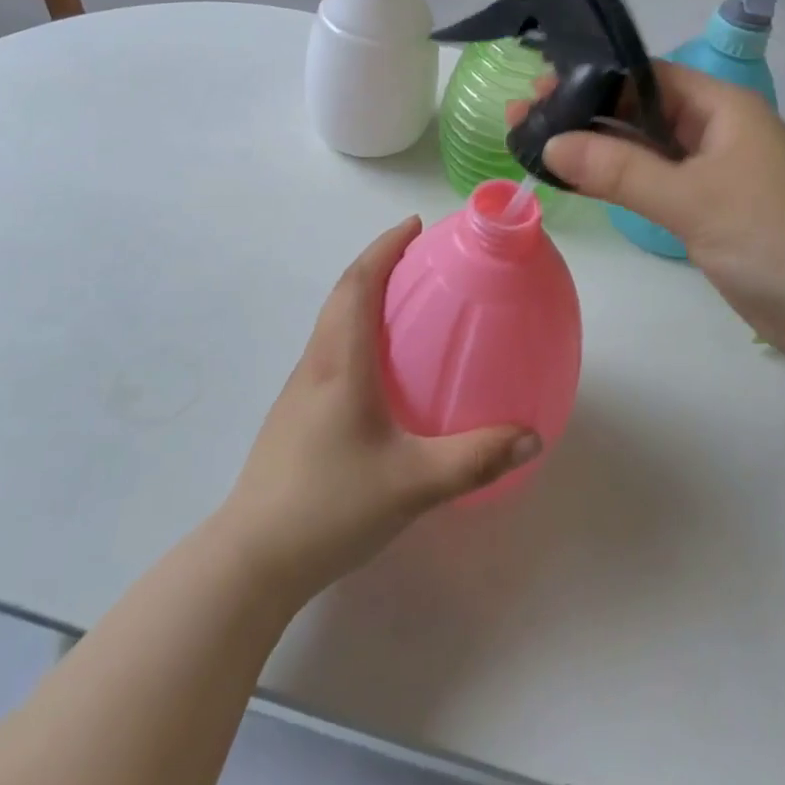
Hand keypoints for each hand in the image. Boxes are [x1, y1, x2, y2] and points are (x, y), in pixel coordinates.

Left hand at [214, 219, 541, 603]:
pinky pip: (330, 349)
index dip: (385, 248)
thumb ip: (474, 458)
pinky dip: (355, 329)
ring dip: (363, 294)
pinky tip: (380, 366)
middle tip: (417, 255)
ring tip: (404, 299)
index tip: (414, 225)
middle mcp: (316, 364)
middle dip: (377, 262)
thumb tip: (532, 436)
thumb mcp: (412, 483)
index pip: (359, 284)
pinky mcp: (295, 414)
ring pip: (332, 321)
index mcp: (340, 362)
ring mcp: (300, 389)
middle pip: (342, 293)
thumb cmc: (329, 506)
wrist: (252, 558)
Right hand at [542, 63, 784, 363]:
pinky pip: (651, 182)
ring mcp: (709, 171)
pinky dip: (615, 180)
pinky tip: (575, 179)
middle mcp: (713, 130)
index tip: (540, 87)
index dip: (593, 77)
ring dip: (594, 148)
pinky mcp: (705, 208)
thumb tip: (551, 143)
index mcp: (720, 106)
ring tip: (534, 143)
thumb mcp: (693, 198)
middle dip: (584, 113)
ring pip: (641, 149)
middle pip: (638, 110)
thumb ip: (620, 170)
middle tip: (523, 116)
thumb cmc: (775, 236)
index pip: (646, 75)